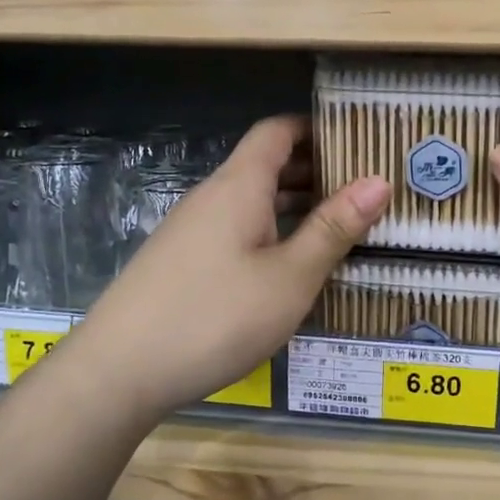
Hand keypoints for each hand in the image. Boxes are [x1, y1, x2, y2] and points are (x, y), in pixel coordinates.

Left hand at [71, 116, 388, 418]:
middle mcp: (212, 198)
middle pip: (265, 166)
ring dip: (293, 208)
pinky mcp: (182, 264)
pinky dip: (269, 235)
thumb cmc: (217, 316)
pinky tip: (289, 268)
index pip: (277, 132)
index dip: (316, 128)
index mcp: (239, 187)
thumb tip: (379, 181)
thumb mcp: (290, 277)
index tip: (358, 141)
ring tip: (338, 228)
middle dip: (314, 171)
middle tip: (364, 191)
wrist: (120, 371)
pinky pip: (235, 232)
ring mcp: (191, 231)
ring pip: (251, 203)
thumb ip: (333, 229)